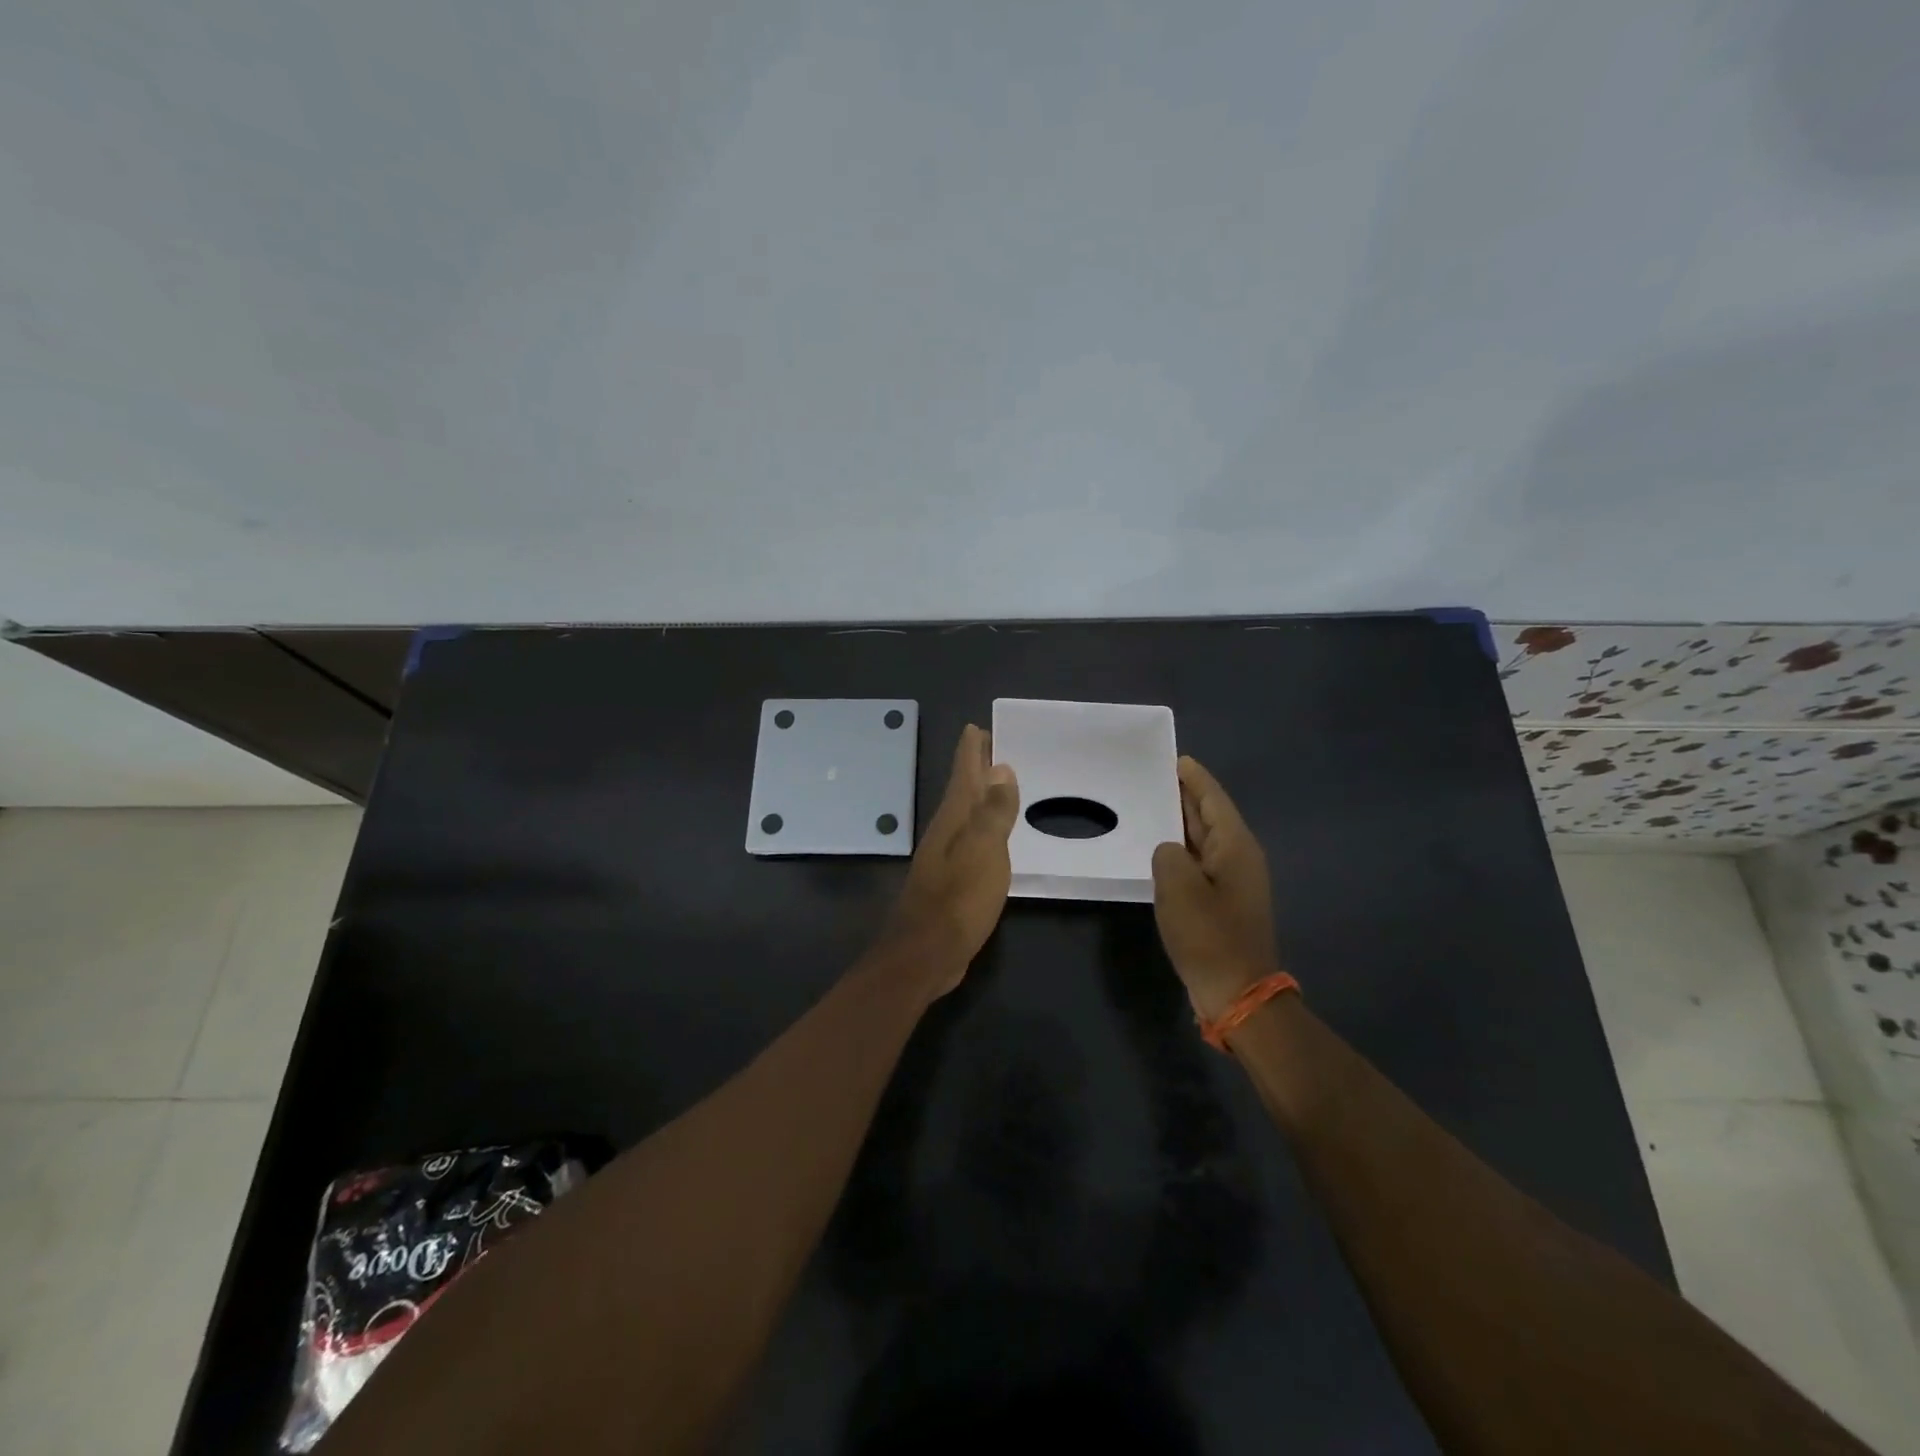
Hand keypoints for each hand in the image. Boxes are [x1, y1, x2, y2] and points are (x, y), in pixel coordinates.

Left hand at [880, 724, 1019, 996]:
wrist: (926, 952)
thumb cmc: (958, 898)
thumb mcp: (984, 850)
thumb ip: (993, 810)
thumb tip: (999, 768)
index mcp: (954, 818)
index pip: (963, 772)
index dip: (971, 749)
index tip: (978, 726)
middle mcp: (946, 830)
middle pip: (962, 789)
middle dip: (975, 766)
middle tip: (992, 745)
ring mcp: (946, 856)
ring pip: (966, 814)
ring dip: (980, 796)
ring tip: (998, 783)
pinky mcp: (952, 879)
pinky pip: (972, 840)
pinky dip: (983, 827)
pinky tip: (994, 835)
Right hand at [1151, 756, 1281, 1022]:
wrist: (1237, 992)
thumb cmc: (1209, 935)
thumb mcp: (1178, 887)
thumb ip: (1167, 854)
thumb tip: (1169, 851)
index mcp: (1235, 846)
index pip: (1213, 799)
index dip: (1194, 778)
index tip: (1175, 758)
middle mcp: (1239, 857)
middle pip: (1210, 816)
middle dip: (1186, 796)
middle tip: (1154, 777)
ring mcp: (1233, 881)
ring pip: (1204, 839)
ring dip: (1180, 823)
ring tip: (1151, 806)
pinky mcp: (1223, 902)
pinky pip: (1200, 862)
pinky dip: (1181, 850)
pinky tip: (1159, 851)